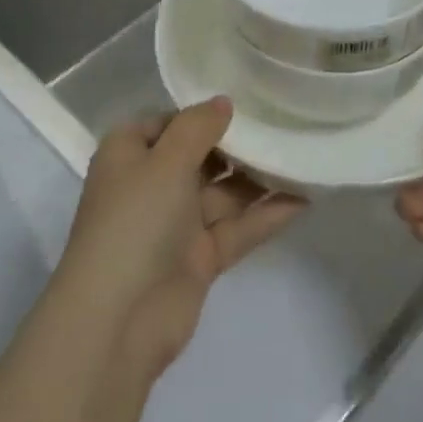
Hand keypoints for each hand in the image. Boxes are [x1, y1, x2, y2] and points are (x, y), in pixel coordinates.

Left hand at [56, 98, 304, 378]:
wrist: (118, 321)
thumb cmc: (135, 221)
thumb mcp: (166, 160)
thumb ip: (198, 127)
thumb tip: (223, 102)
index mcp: (131, 154)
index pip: (171, 122)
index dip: (205, 113)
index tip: (248, 100)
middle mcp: (152, 184)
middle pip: (202, 155)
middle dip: (240, 144)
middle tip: (287, 123)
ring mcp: (176, 224)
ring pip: (224, 192)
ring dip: (259, 178)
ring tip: (303, 156)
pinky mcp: (199, 258)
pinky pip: (237, 227)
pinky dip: (266, 215)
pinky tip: (304, 198)